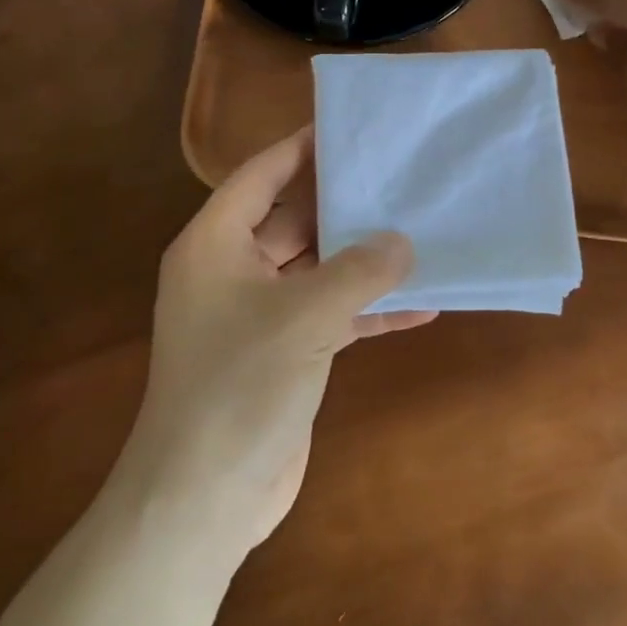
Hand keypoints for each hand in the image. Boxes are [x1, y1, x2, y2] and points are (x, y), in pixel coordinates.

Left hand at [128, 128, 432, 551]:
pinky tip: (422, 306)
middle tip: (402, 178)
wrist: (203, 498)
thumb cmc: (240, 385)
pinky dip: (368, 310)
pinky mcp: (283, 354)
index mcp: (216, 244)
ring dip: (364, 261)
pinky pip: (330, 315)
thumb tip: (403, 241)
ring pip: (319, 269)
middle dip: (346, 205)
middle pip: (296, 219)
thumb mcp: (306, 316)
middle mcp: (233, 271)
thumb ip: (360, 270)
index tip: (350, 127)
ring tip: (421, 234)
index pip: (262, 174)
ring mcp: (258, 315)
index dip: (303, 147)